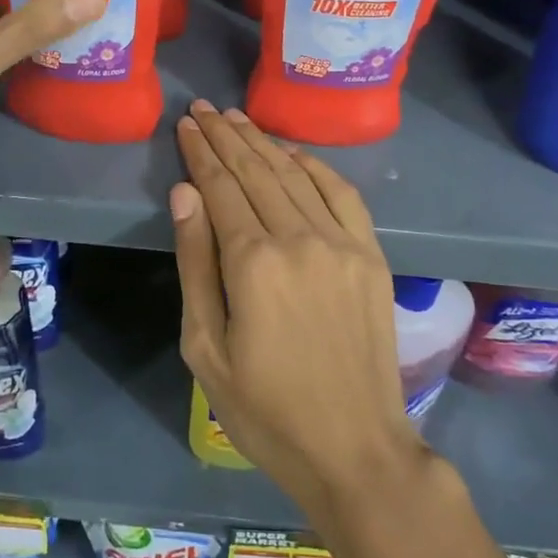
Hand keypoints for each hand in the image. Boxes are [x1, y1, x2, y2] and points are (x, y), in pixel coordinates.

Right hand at [171, 100, 429, 523]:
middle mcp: (300, 238)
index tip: (187, 125)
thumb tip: (186, 193)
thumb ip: (196, 264)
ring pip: (296, 174)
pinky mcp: (371, 255)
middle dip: (226, 136)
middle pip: (256, 171)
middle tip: (205, 109)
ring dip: (264, 142)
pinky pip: (342, 193)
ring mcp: (342, 243)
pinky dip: (315, 166)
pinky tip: (293, 152)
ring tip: (238, 119)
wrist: (355, 448)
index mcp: (253, 263)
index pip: (221, 187)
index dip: (201, 152)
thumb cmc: (266, 410)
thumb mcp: (205, 349)